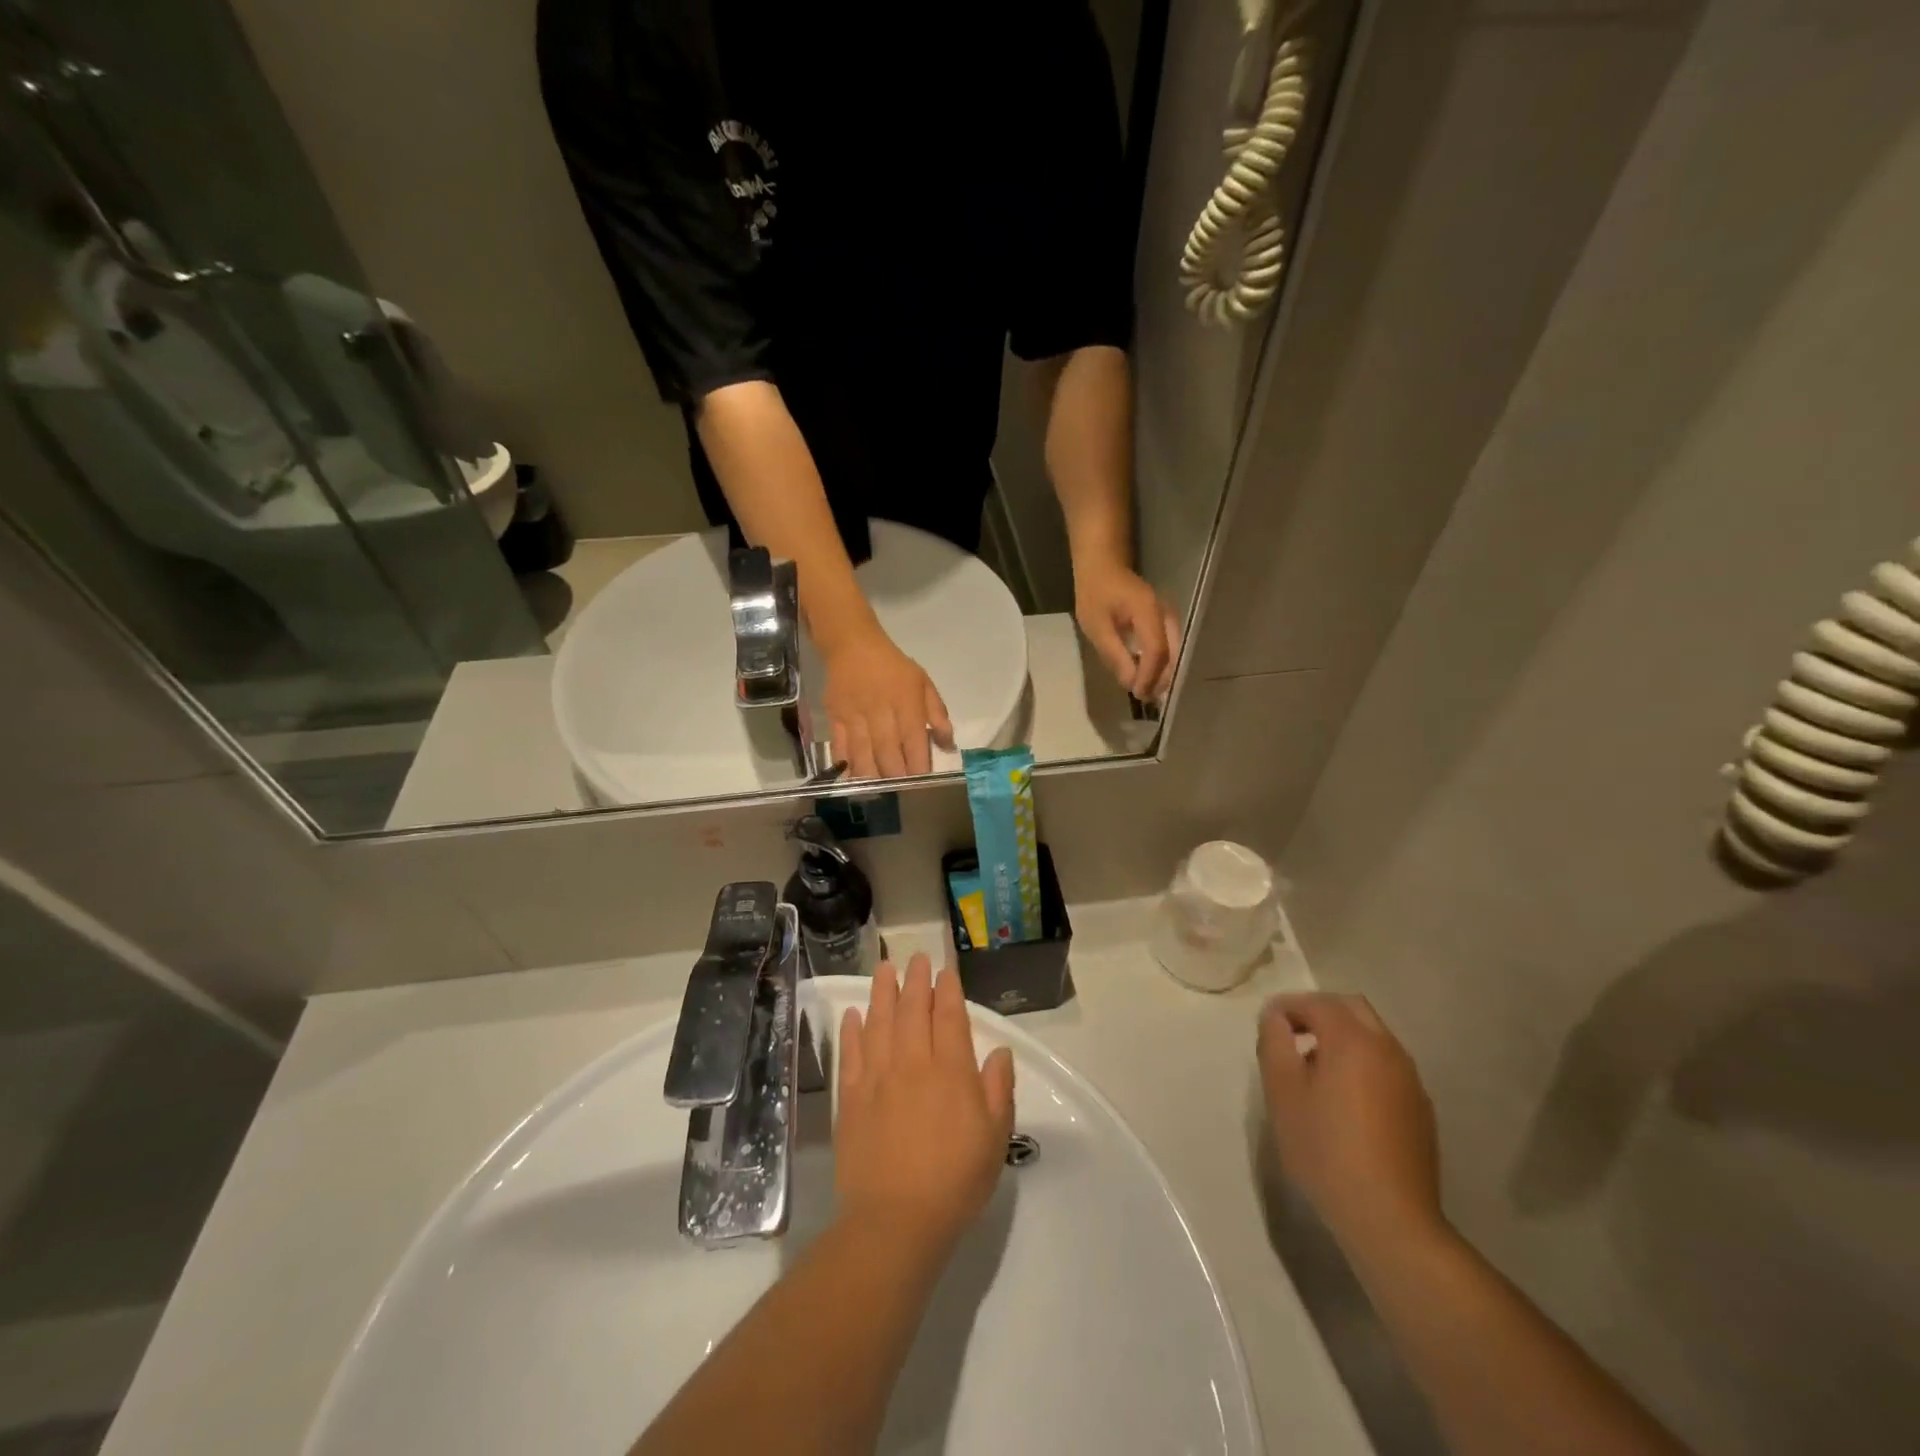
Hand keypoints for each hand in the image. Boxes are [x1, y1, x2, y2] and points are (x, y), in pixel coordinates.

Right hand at [821, 626, 953, 778]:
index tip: (923, 782)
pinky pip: (840, 747)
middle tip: (903, 793)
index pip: (913, 739)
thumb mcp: (923, 682)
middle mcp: (880, 711)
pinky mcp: (835, 718)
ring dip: (873, 776)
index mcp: (906, 701)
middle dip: (896, 776)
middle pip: (887, 751)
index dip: (918, 763)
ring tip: (881, 792)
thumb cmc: (893, 666)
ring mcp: (855, 716)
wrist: (852, 645)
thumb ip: (938, 714)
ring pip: (863, 753)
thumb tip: (948, 745)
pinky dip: (847, 765)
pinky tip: (854, 779)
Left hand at [835, 955, 1015, 1255]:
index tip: (945, 970)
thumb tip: (999, 1051)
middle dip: (916, 980)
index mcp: (951, 1071)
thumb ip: (998, 1089)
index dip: (948, 989)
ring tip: (884, 969)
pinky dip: (852, 1030)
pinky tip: (854, 1014)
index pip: (949, 1016)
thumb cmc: (956, 1181)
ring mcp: (878, 1078)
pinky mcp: (852, 1098)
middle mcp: (913, 1063)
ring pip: (880, 1022)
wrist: (895, 1222)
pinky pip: (851, 1053)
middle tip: (915, 958)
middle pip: (913, 1010)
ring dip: (882, 992)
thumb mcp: (995, 1138)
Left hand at [1073, 555, 1180, 703]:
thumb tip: (1131, 684)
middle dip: (1160, 679)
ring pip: (1174, 651)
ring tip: (1147, 691)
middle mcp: (1165, 614)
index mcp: (1148, 612)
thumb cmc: (1095, 594)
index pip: (1156, 652)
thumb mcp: (1098, 627)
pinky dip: (1160, 662)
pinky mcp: (1164, 619)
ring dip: (1162, 673)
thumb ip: (1115, 655)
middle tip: (1145, 699)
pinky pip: (1169, 645)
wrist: (1103, 566)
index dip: (1149, 676)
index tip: (1138, 695)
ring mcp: (1168, 615)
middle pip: (1171, 654)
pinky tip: (1148, 674)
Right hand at [1258, 993, 1444, 1257]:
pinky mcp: (1420, 1108)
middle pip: (1352, 1008)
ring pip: (1373, 1036)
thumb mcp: (1282, 1092)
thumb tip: (1275, 1016)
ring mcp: (1410, 1079)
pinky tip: (1346, 1099)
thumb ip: (1274, 1042)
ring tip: (1315, 1069)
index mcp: (1353, 1040)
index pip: (1316, 1002)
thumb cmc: (1325, 1149)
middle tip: (1291, 1036)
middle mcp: (1388, 1049)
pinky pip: (1387, 1065)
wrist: (1390, 1218)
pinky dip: (1362, 1063)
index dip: (1287, 1006)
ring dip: (1342, 1037)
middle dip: (1318, 1012)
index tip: (1267, 1024)